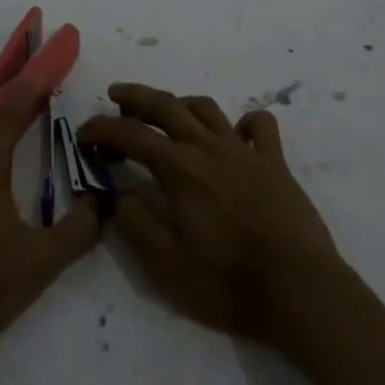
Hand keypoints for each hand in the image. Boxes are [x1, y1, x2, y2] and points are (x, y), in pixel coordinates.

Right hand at [78, 82, 344, 342]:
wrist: (300, 290)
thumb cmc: (229, 283)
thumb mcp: (168, 266)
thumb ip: (137, 223)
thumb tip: (117, 193)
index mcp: (180, 169)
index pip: (131, 135)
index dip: (102, 129)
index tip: (84, 133)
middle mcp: (208, 147)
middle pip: (166, 105)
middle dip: (136, 96)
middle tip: (115, 95)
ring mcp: (244, 151)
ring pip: (206, 108)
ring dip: (180, 103)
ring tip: (166, 111)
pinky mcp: (275, 162)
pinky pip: (258, 126)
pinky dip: (244, 122)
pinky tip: (235, 133)